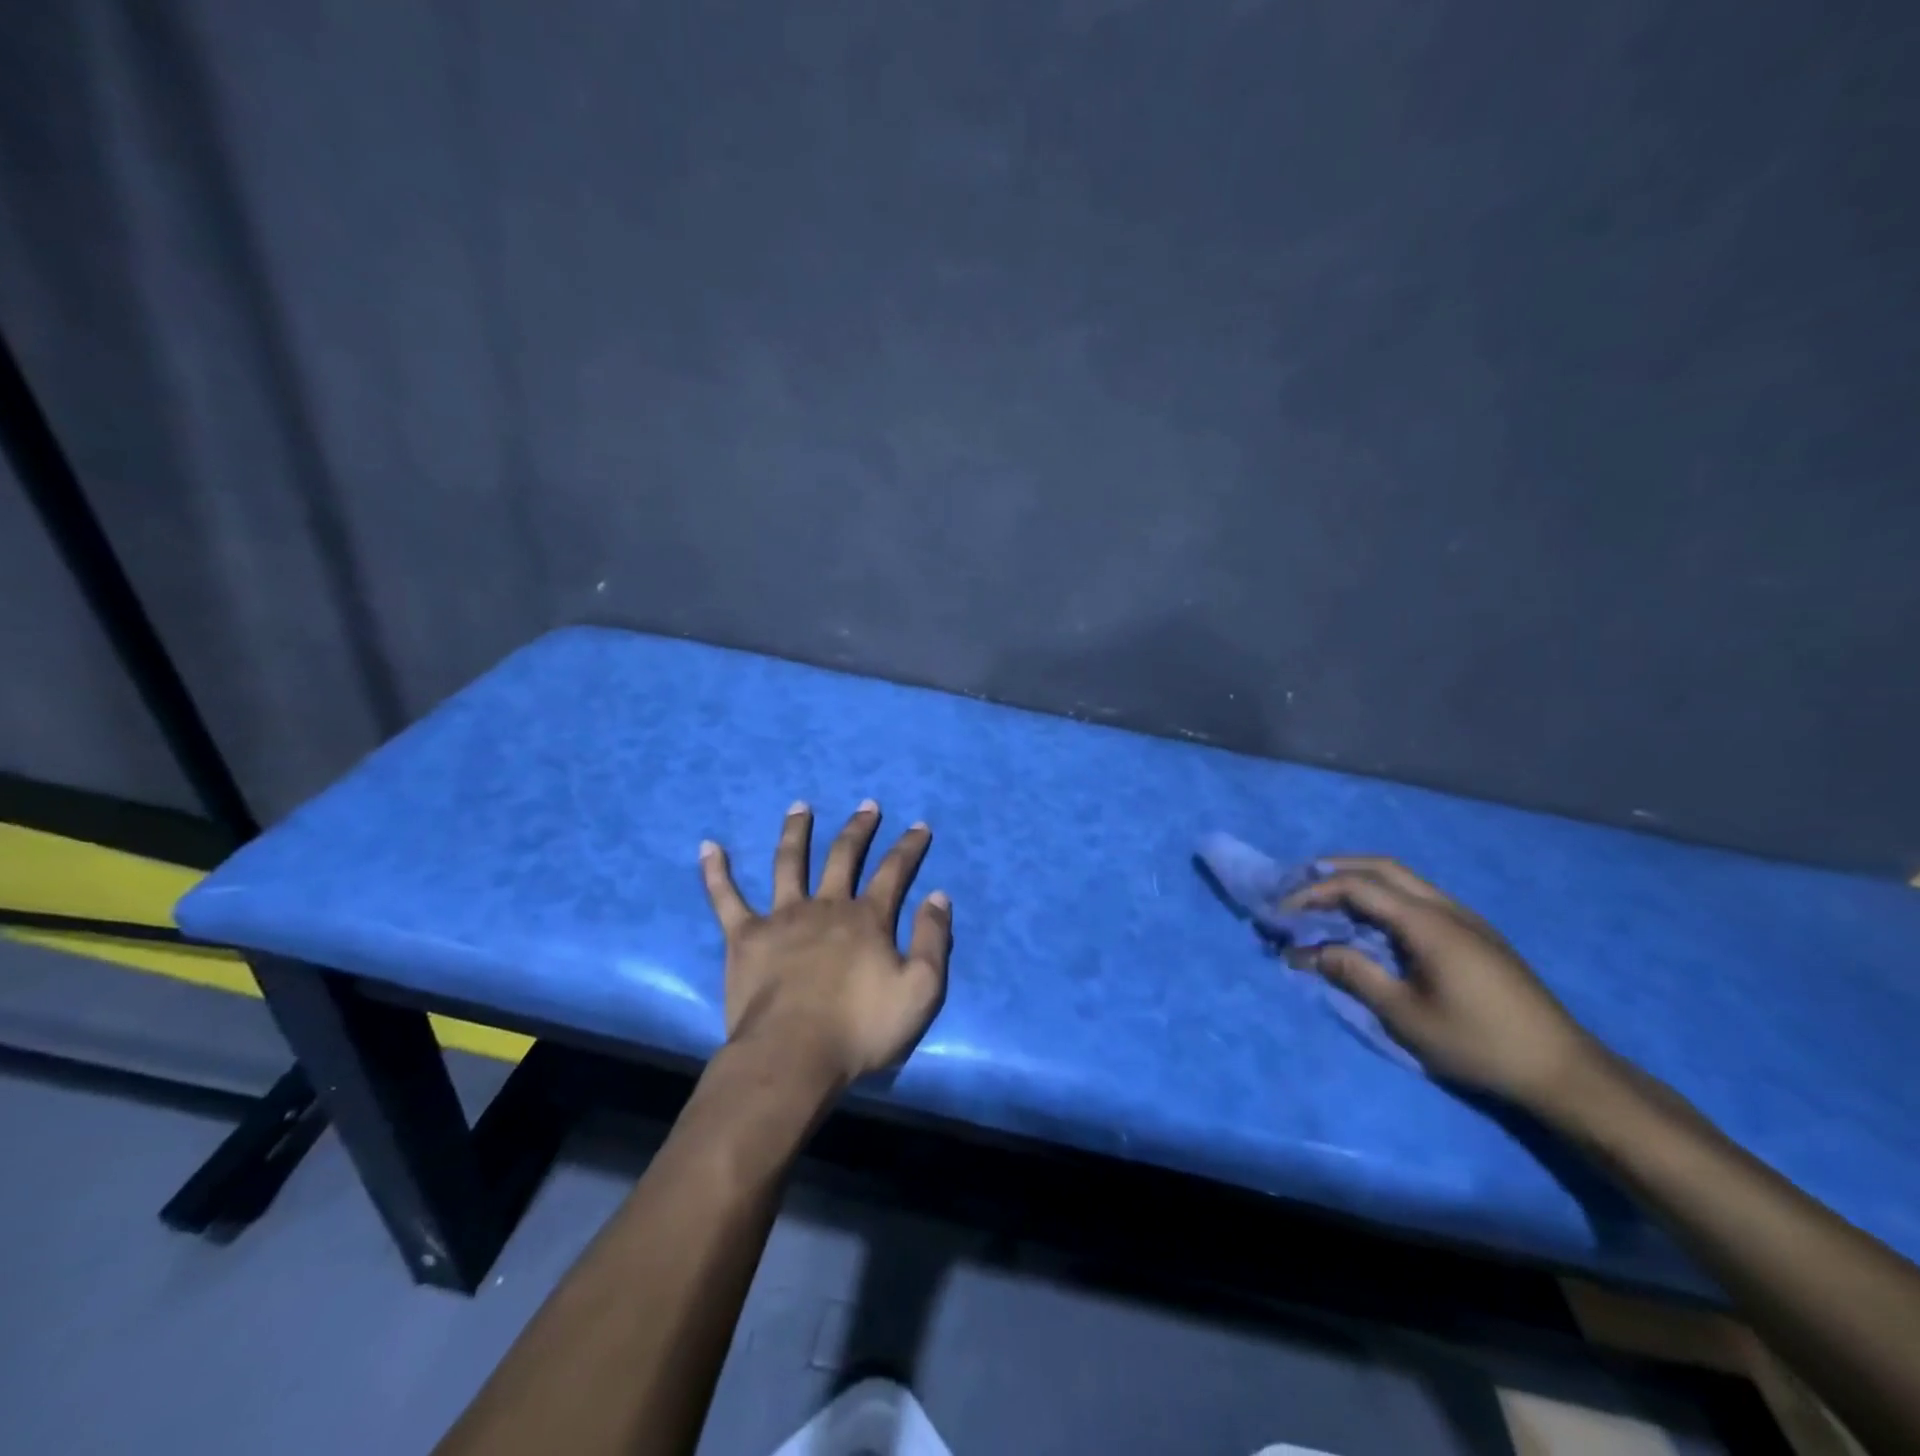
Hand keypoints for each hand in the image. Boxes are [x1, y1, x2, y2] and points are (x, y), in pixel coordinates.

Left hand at [699, 800, 951, 1085]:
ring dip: (796, 831)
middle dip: (858, 829)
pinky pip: (726, 898)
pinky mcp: (745, 937)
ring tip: (800, 806)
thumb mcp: (921, 990)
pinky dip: (716, 872)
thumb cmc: (860, 1029)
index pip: (894, 871)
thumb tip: (938, 895)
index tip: (919, 825)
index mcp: (867, 919)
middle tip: (867, 805)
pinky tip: (709, 846)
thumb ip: (933, 940)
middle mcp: (826, 906)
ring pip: (789, 863)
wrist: (792, 1055)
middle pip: (844, 856)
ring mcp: (783, 917)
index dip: (909, 846)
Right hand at [1283, 857, 1604, 1110]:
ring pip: (1403, 879)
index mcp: (1427, 922)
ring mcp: (1466, 918)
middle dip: (1335, 869)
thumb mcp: (1404, 1014)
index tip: (1281, 912)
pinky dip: (1384, 896)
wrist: (1564, 1070)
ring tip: (1327, 900)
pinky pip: (1418, 897)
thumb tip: (1305, 951)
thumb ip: (1353, 973)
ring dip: (1361, 880)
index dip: (1313, 893)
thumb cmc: (1478, 1042)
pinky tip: (1372, 922)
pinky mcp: (1476, 935)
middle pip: (1382, 867)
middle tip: (1298, 886)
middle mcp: (1446, 908)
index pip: (1357, 887)